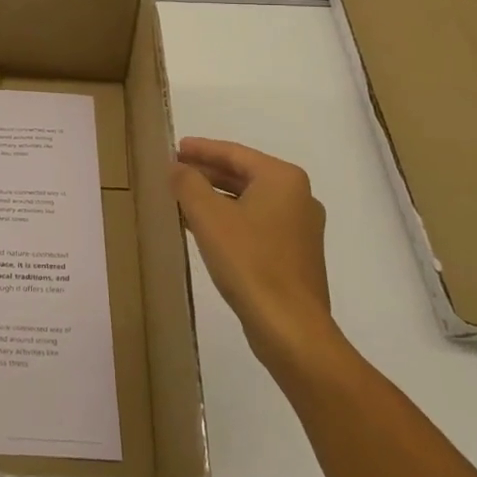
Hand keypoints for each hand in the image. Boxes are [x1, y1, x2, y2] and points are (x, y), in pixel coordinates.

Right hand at [172, 138, 342, 375]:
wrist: (291, 329)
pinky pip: (257, 223)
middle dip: (208, 172)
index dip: (201, 149)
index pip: (234, 153)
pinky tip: (205, 229)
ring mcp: (301, 228)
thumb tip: (176, 167)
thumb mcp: (208, 216)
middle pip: (244, 174)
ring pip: (250, 200)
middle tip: (175, 170)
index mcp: (283, 179)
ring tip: (183, 198)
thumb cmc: (249, 262)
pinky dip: (231, 219)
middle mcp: (299, 197)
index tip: (175, 147)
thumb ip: (188, 183)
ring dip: (216, 197)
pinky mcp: (296, 255)